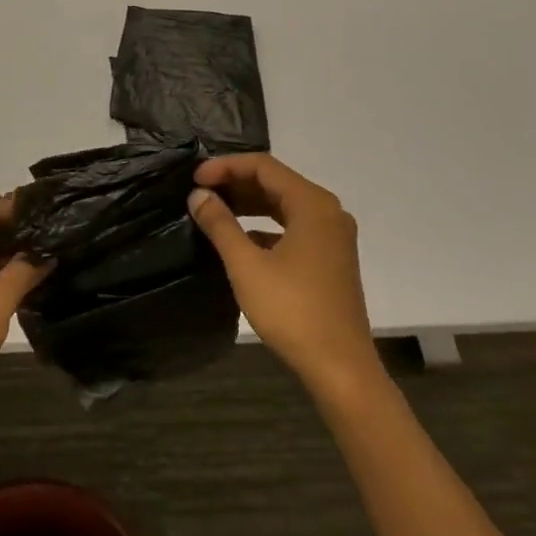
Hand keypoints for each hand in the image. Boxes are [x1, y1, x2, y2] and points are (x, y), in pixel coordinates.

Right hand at [188, 154, 380, 395]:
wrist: (341, 369)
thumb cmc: (293, 311)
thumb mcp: (246, 265)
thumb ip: (220, 224)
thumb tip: (198, 195)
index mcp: (313, 204)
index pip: (263, 166)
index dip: (226, 166)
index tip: (195, 179)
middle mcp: (328, 212)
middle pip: (276, 182)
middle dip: (236, 183)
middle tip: (200, 192)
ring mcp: (332, 236)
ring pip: (284, 205)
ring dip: (249, 204)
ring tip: (214, 209)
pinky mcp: (330, 259)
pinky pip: (293, 227)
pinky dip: (265, 226)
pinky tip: (240, 239)